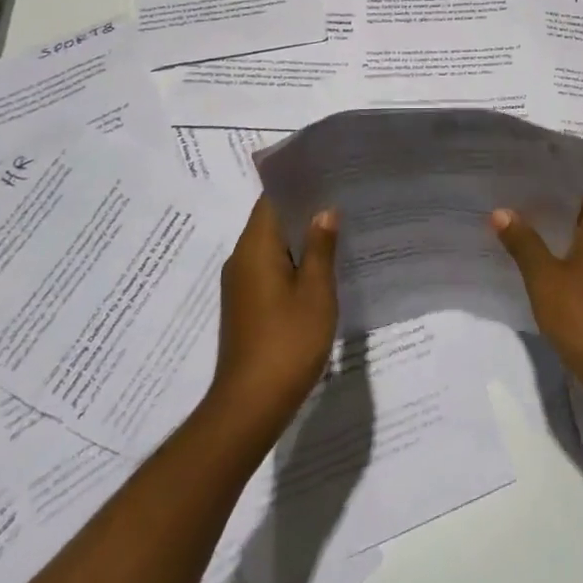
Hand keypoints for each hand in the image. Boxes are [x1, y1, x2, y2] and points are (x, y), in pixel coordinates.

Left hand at [210, 196, 339, 432]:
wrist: (249, 407)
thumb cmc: (286, 343)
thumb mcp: (316, 292)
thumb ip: (321, 248)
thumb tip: (324, 211)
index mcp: (255, 247)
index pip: (271, 199)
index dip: (297, 185)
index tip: (327, 175)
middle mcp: (241, 259)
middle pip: (271, 221)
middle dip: (303, 210)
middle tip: (342, 199)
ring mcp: (241, 285)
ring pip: (271, 247)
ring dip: (300, 238)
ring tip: (338, 230)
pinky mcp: (246, 306)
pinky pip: (269, 269)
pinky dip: (293, 262)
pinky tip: (321, 270)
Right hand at [491, 195, 582, 393]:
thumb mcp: (543, 276)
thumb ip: (522, 241)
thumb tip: (500, 211)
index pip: (567, 195)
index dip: (536, 196)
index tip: (506, 195)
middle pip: (572, 217)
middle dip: (540, 220)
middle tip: (501, 216)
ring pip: (577, 241)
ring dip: (550, 244)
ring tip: (511, 240)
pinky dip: (563, 263)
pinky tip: (535, 271)